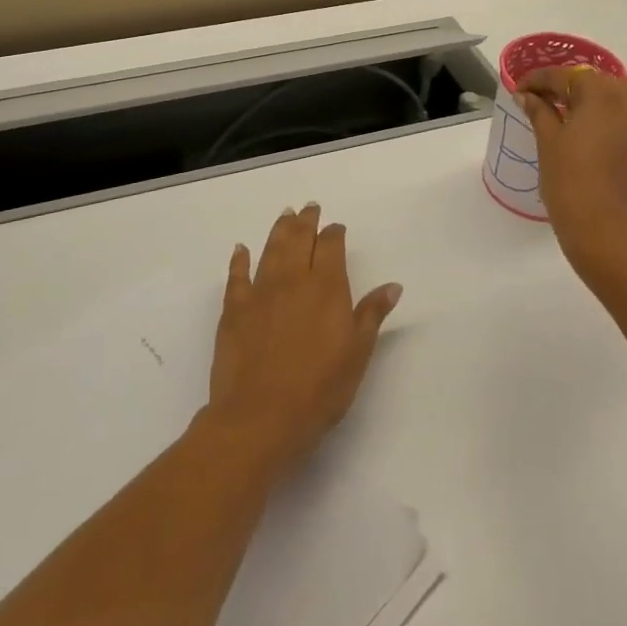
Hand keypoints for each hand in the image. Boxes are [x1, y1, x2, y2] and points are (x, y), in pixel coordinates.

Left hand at [203, 203, 401, 479]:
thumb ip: (372, 314)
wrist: (261, 417)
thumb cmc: (320, 389)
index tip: (336, 228)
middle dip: (306, 222)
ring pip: (271, 249)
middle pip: (299, 239)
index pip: (331, 247)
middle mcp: (293, 280)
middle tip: (308, 208)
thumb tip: (392, 285)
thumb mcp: (358, 353)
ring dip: (279, 230)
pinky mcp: (234, 310)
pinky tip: (241, 250)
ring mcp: (260, 292)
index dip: (334, 234)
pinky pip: (237, 276)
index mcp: (327, 287)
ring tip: (285, 216)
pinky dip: (239, 260)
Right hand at [517, 69, 626, 278]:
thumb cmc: (572, 186)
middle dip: (573, 90)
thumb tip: (528, 96)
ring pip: (624, 100)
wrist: (614, 238)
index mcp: (603, 92)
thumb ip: (540, 112)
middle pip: (599, 83)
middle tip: (549, 106)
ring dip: (600, 105)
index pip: (565, 76)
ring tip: (578, 125)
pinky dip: (619, 126)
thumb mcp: (548, 145)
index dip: (539, 81)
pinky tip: (603, 145)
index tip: (521, 91)